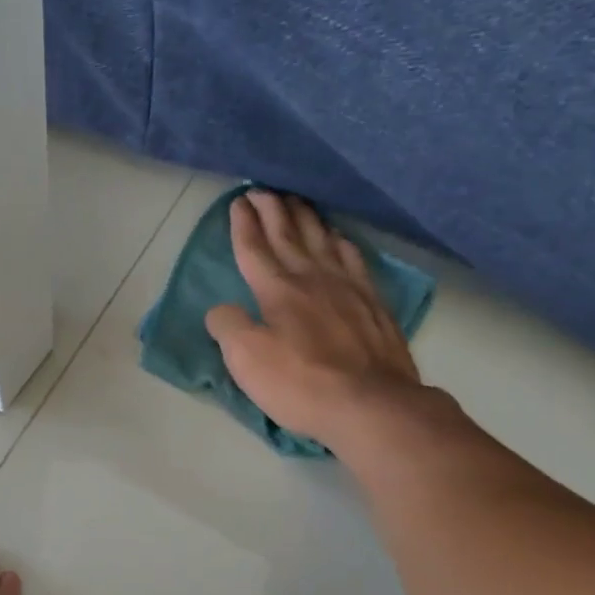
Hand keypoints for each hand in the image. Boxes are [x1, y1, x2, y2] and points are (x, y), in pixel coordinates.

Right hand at [205, 190, 423, 443]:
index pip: (254, 248)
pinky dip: (342, 242)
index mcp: (277, 290)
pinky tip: (339, 238)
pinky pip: (354, 259)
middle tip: (263, 189)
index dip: (243, 224)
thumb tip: (221, 310)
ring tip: (297, 201)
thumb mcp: (246, 360)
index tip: (238, 201)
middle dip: (272, 209)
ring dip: (306, 218)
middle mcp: (312, 278)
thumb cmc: (301, 384)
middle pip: (288, 234)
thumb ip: (227, 327)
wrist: (372, 404)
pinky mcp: (373, 303)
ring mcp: (347, 288)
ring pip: (322, 240)